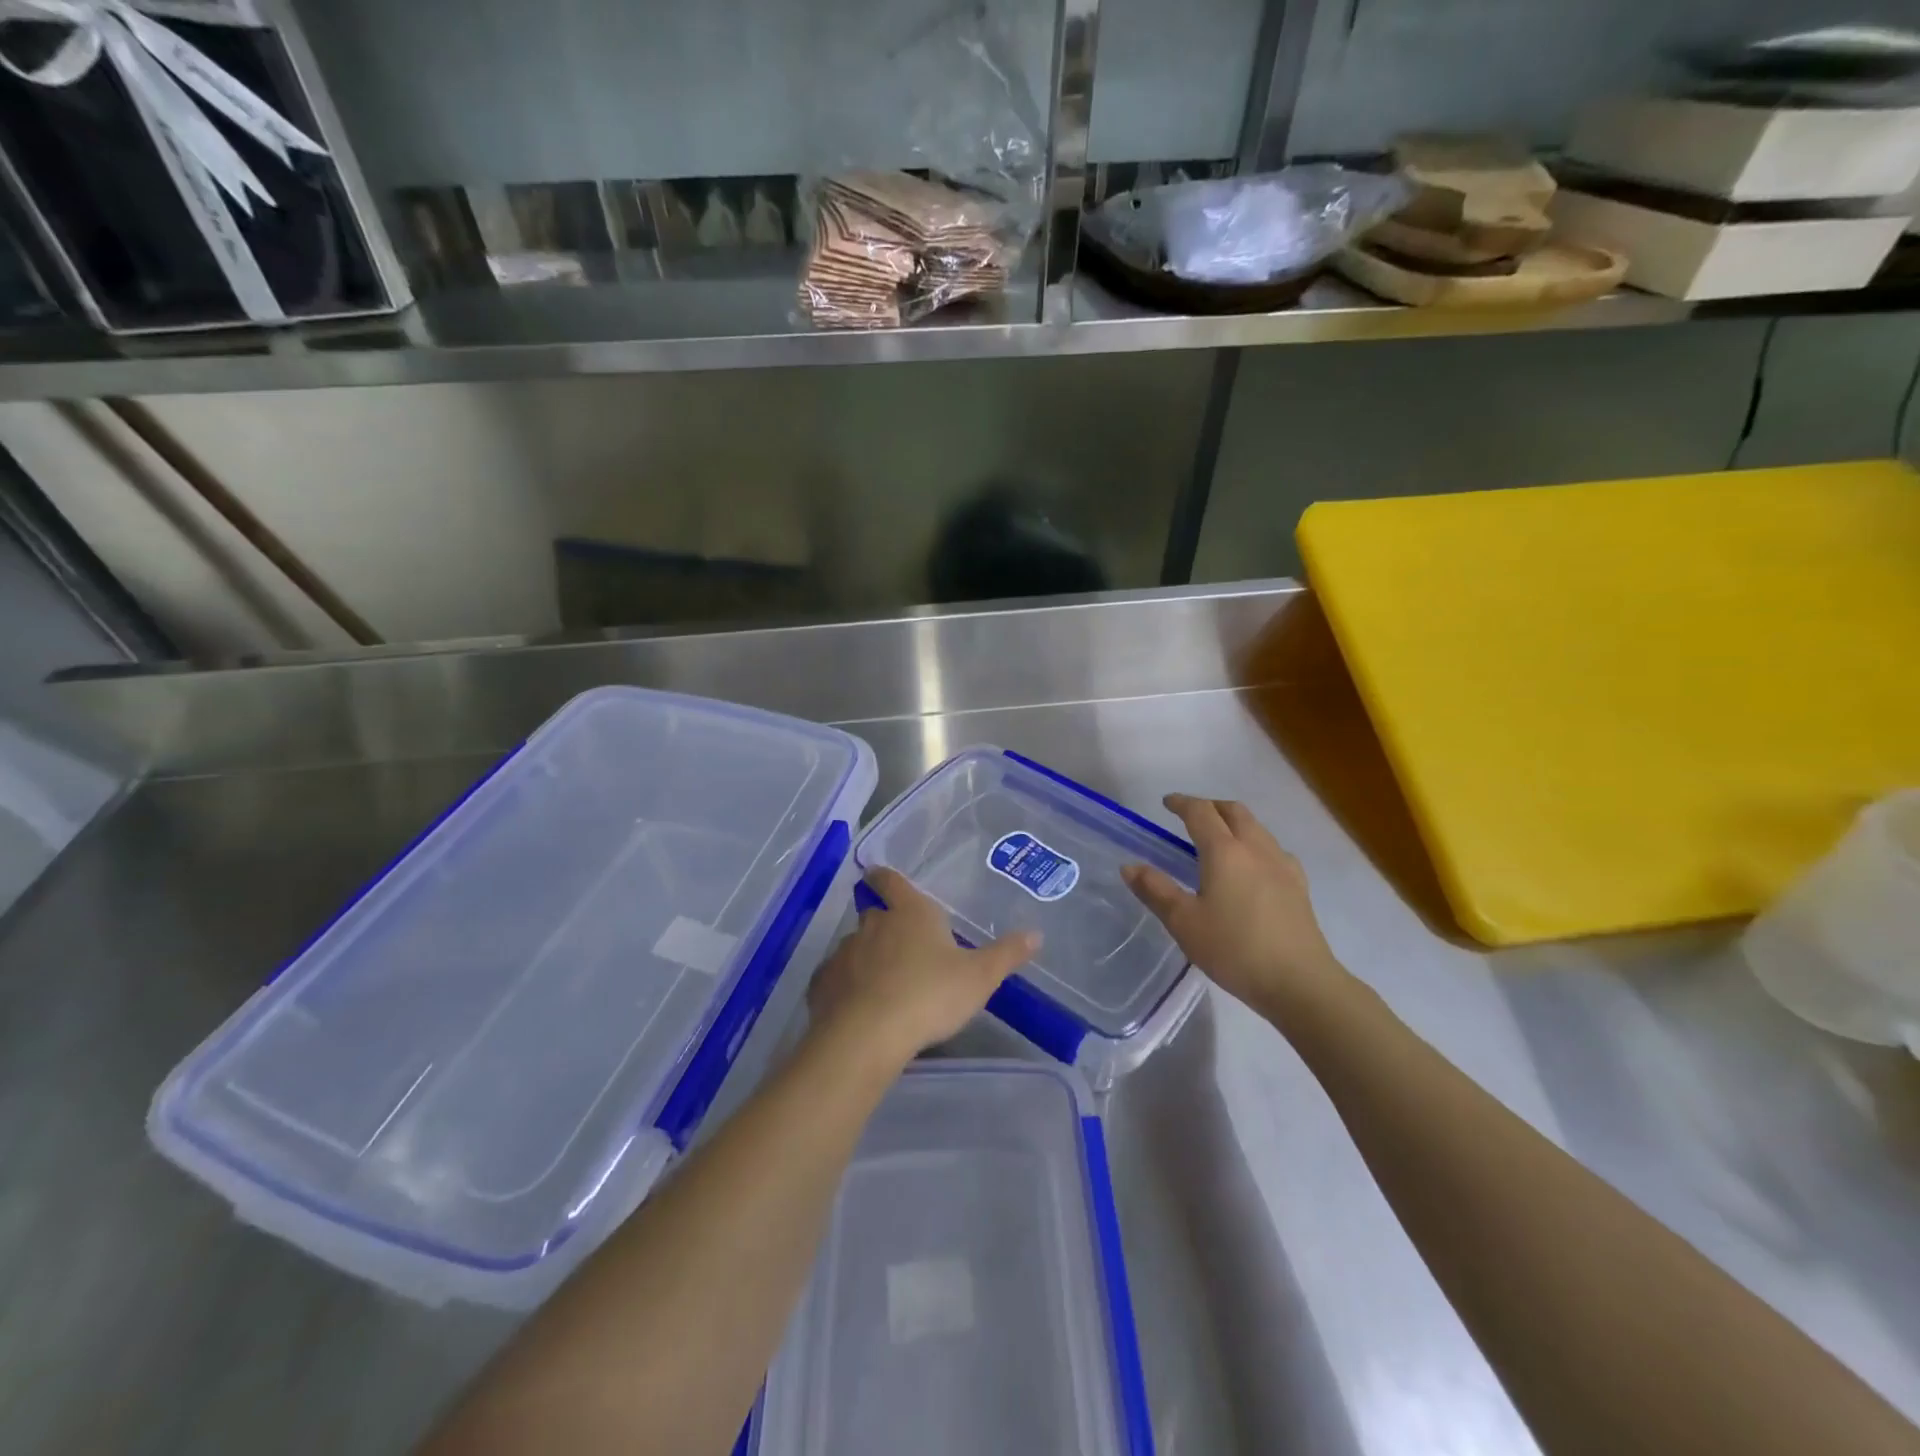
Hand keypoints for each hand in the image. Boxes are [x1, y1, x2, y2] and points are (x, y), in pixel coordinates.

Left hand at [808, 867, 1039, 1067]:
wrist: (868, 1035)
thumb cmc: (930, 995)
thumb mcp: (979, 977)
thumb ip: (1006, 954)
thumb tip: (1036, 934)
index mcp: (910, 913)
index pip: (893, 882)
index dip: (886, 877)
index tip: (877, 875)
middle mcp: (873, 925)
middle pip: (875, 916)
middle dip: (885, 926)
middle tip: (901, 947)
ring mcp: (844, 953)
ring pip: (855, 949)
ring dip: (866, 960)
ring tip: (882, 986)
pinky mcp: (823, 985)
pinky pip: (835, 981)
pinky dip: (844, 989)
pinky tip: (856, 1009)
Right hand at [1122, 794, 1351, 1022]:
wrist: (1299, 982)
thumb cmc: (1234, 949)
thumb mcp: (1184, 922)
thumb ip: (1155, 890)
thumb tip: (1129, 866)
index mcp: (1225, 852)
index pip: (1201, 812)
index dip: (1182, 803)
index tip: (1167, 803)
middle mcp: (1256, 849)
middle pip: (1234, 812)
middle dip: (1211, 806)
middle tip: (1192, 815)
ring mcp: (1282, 866)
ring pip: (1257, 828)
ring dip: (1235, 822)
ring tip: (1220, 839)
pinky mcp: (1299, 886)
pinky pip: (1274, 850)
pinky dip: (1256, 844)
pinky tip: (1253, 867)